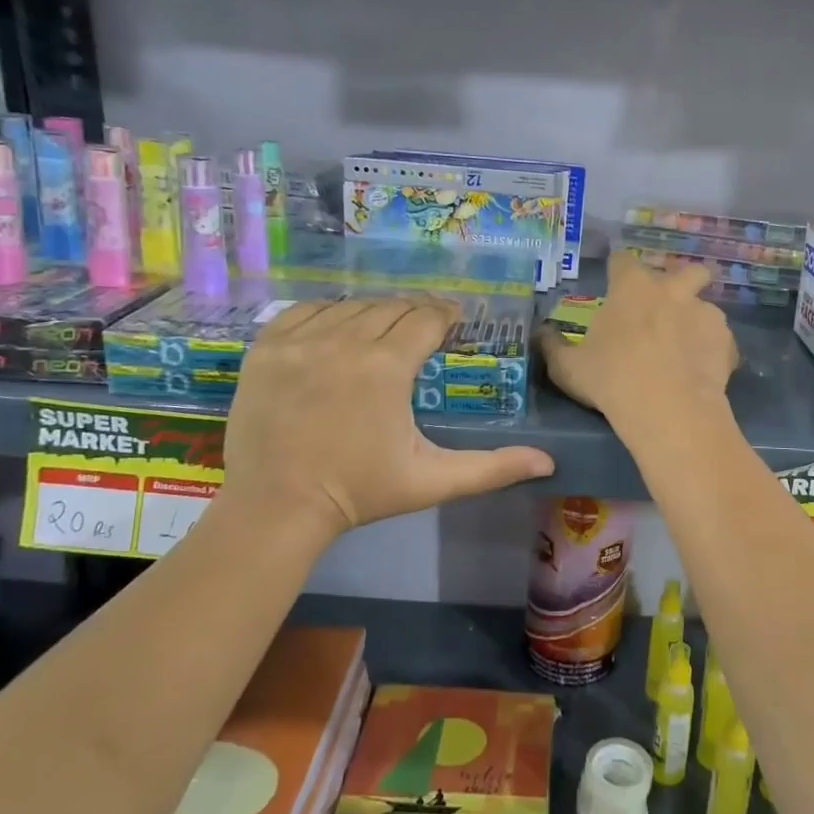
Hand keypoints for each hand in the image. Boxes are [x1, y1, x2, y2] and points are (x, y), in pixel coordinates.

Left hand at [220, 297, 553, 534]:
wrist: (276, 507)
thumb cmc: (360, 492)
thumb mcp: (432, 480)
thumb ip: (492, 468)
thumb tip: (548, 463)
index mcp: (387, 367)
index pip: (426, 318)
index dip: (446, 316)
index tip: (453, 321)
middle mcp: (344, 341)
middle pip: (390, 307)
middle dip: (413, 314)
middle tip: (422, 330)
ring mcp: (300, 341)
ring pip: (350, 306)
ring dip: (373, 312)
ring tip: (382, 330)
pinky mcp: (266, 348)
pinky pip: (305, 310)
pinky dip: (326, 313)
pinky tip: (336, 329)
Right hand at [541, 251, 738, 422]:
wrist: (668, 409)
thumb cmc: (611, 379)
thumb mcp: (569, 368)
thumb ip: (553, 346)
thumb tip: (540, 333)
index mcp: (631, 287)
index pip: (623, 260)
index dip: (618, 269)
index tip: (614, 282)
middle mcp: (672, 290)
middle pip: (686, 270)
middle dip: (679, 282)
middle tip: (666, 307)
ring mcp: (704, 313)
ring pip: (705, 305)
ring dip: (696, 319)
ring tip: (687, 348)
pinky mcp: (727, 341)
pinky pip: (720, 340)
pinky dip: (712, 350)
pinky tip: (702, 372)